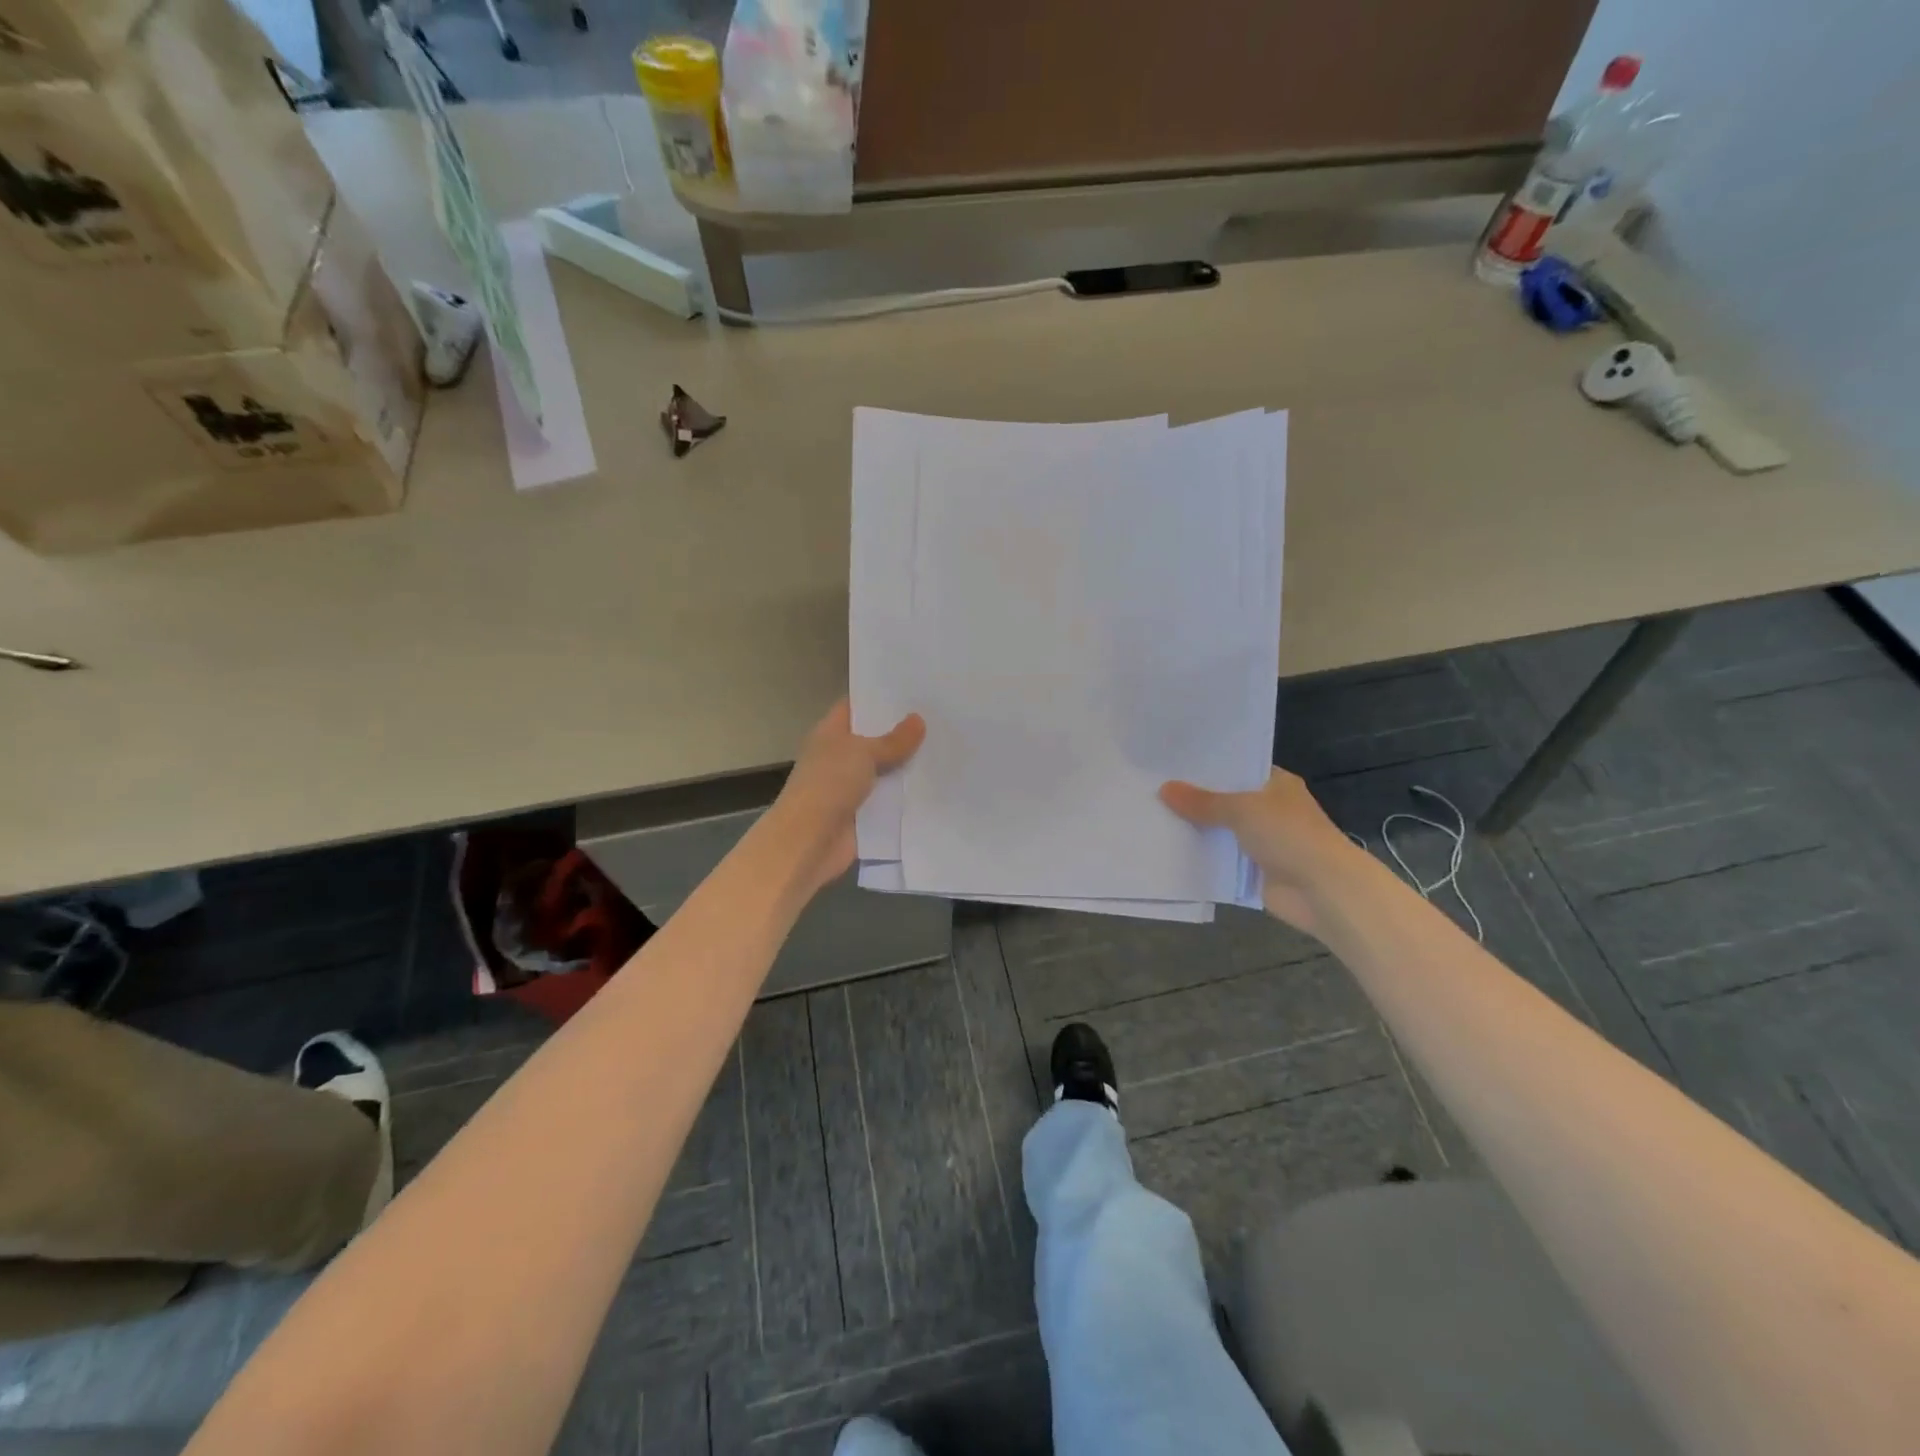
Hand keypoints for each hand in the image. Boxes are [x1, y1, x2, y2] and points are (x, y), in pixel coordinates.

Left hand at [767, 700, 924, 897]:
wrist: (810, 841)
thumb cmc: (829, 785)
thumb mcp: (863, 753)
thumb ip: (893, 740)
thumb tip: (918, 720)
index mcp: (831, 733)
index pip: (856, 706)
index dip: (881, 697)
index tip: (914, 689)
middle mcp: (840, 756)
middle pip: (875, 739)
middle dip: (903, 731)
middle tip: (941, 716)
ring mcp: (852, 786)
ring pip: (886, 770)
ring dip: (909, 764)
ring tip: (947, 746)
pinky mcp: (864, 814)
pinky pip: (890, 799)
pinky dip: (908, 795)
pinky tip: (938, 784)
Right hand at [1160, 769, 1370, 935]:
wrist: (1323, 890)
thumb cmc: (1289, 835)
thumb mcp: (1242, 809)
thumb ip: (1202, 802)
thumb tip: (1164, 789)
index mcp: (1275, 784)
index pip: (1236, 768)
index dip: (1206, 767)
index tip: (1170, 764)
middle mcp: (1269, 810)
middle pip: (1224, 801)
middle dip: (1194, 800)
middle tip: (1151, 789)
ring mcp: (1261, 842)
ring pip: (1219, 832)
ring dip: (1195, 831)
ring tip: (1151, 817)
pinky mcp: (1253, 871)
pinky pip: (1220, 860)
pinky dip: (1201, 858)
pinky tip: (1167, 850)